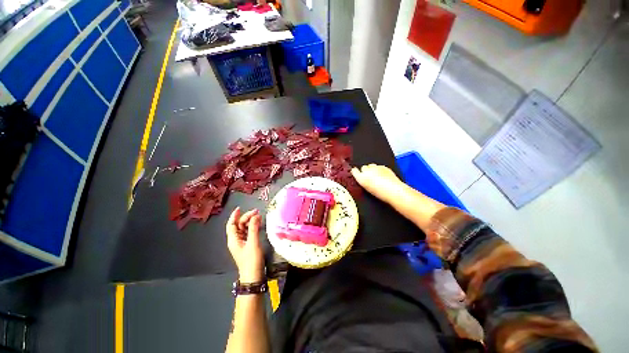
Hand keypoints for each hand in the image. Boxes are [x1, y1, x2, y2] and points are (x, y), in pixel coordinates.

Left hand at [226, 208, 264, 282]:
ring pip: (244, 228)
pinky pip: (249, 232)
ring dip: (250, 222)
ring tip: (259, 217)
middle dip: (246, 217)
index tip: (240, 208)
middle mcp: (236, 240)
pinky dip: (253, 227)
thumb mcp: (253, 243)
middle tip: (256, 212)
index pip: (231, 224)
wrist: (253, 276)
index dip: (234, 216)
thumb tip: (255, 216)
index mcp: (233, 239)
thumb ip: (254, 228)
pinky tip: (259, 224)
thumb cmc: (251, 260)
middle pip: (239, 225)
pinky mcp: (248, 245)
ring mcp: (242, 243)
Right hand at [351, 164, 404, 203]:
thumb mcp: (368, 189)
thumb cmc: (381, 193)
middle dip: (365, 171)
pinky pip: (379, 166)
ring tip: (376, 176)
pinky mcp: (383, 166)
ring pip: (371, 165)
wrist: (394, 191)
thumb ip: (363, 182)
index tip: (356, 172)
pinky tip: (383, 176)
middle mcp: (367, 171)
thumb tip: (363, 179)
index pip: (354, 171)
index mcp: (361, 178)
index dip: (355, 172)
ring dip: (372, 169)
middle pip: (363, 167)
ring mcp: (376, 168)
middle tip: (369, 177)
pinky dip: (380, 170)